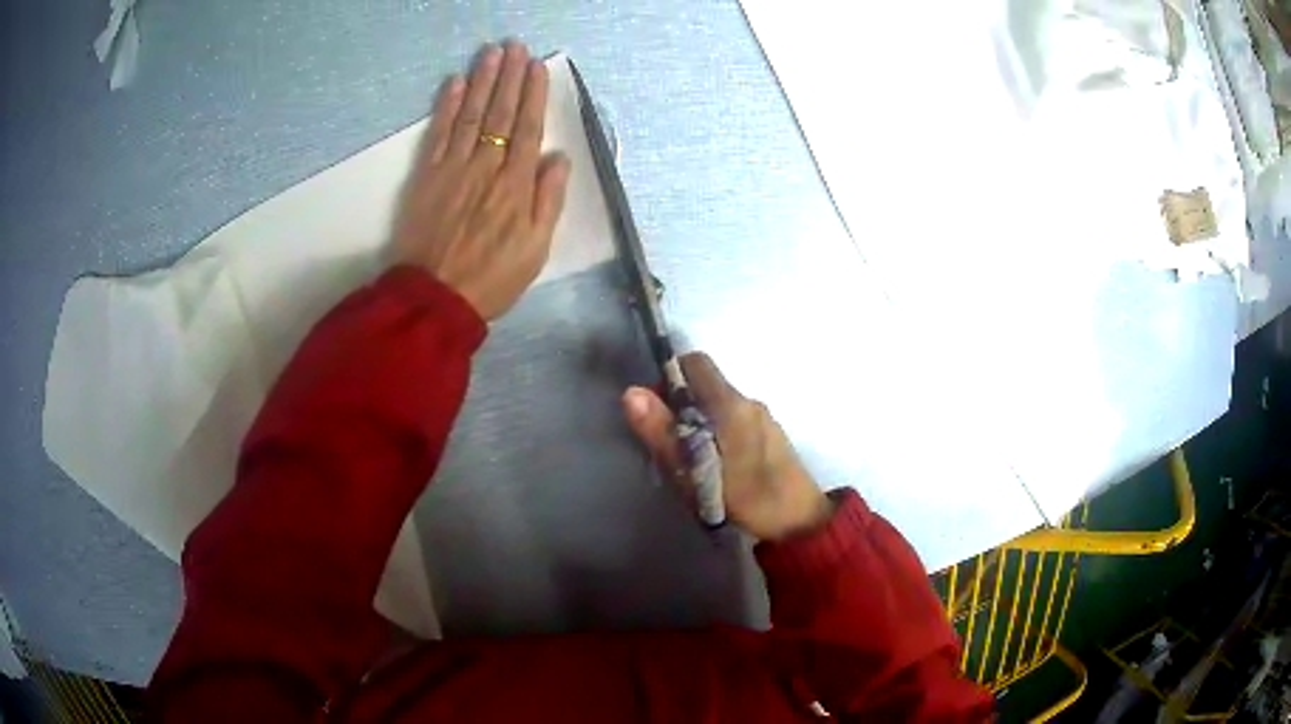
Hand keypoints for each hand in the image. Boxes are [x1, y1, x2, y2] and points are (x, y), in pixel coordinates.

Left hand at [392, 42, 570, 320]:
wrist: (435, 298)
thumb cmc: (492, 278)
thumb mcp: (536, 249)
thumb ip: (548, 201)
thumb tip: (559, 158)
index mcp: (517, 186)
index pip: (529, 129)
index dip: (534, 95)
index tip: (537, 67)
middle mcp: (487, 167)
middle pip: (502, 114)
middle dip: (510, 77)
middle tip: (515, 46)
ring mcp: (454, 168)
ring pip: (472, 115)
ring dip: (483, 81)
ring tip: (492, 53)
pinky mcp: (427, 176)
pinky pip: (439, 134)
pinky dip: (448, 106)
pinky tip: (456, 83)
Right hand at [622, 353, 833, 541]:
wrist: (800, 522)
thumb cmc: (746, 499)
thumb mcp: (694, 473)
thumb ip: (663, 433)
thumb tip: (632, 393)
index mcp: (731, 404)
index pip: (696, 363)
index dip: (670, 376)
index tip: (655, 406)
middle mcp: (749, 401)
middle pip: (707, 384)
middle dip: (681, 403)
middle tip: (667, 440)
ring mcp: (763, 417)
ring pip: (721, 404)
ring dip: (700, 420)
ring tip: (689, 457)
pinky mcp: (770, 434)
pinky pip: (735, 419)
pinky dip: (718, 431)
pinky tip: (715, 464)